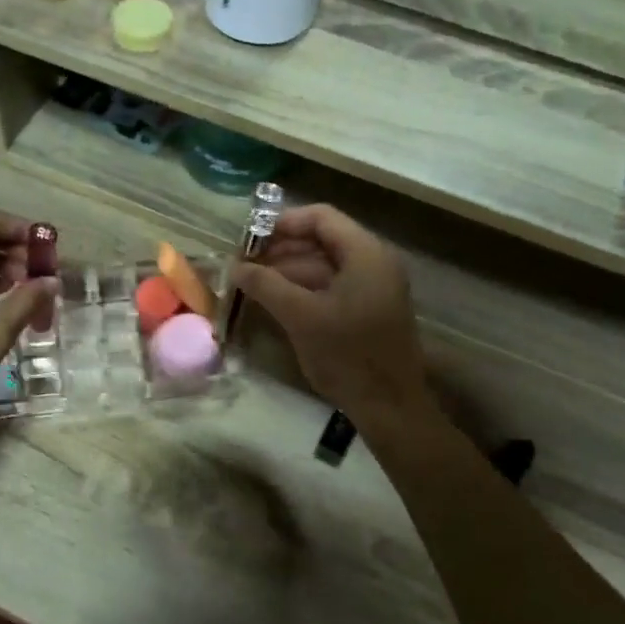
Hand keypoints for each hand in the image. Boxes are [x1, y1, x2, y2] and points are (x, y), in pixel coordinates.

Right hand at [229, 205, 430, 428]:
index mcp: (365, 254)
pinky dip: (303, 289)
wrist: (389, 406)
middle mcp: (373, 262)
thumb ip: (266, 285)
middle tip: (245, 263)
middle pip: (322, 240)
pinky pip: (332, 286)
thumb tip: (235, 266)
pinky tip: (275, 301)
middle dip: (281, 249)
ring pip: (324, 265)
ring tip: (252, 283)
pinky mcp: (368, 309)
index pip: (321, 217)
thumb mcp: (301, 316)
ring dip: (288, 270)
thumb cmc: (347, 355)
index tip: (249, 239)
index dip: (283, 223)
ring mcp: (373, 287)